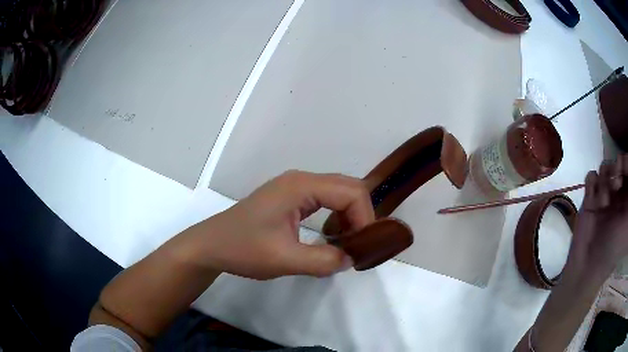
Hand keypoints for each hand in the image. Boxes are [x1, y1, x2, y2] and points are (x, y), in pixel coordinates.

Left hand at [185, 171, 374, 279]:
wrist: (211, 245)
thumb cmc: (243, 249)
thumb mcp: (284, 260)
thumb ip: (323, 261)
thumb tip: (352, 259)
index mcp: (301, 186)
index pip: (352, 192)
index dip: (364, 219)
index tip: (361, 247)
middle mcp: (301, 180)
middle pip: (348, 188)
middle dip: (360, 216)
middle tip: (357, 245)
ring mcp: (294, 187)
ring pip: (338, 193)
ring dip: (348, 216)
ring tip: (344, 243)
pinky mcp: (290, 197)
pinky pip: (324, 200)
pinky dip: (335, 216)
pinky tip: (328, 236)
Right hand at [569, 154, 627, 274]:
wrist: (590, 266)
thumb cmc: (614, 249)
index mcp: (626, 199)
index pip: (627, 171)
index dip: (626, 164)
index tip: (625, 169)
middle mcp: (617, 194)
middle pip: (617, 165)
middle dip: (617, 169)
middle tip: (616, 185)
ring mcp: (603, 196)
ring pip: (605, 168)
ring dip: (605, 178)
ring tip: (604, 200)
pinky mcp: (590, 199)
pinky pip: (591, 177)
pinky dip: (592, 183)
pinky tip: (594, 200)